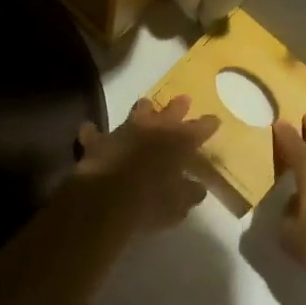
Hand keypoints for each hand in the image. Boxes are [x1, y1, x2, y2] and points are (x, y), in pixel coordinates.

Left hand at [75, 96, 218, 231]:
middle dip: (178, 106)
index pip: (199, 129)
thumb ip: (190, 193)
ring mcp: (124, 131)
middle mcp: (152, 129)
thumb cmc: (151, 202)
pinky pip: (94, 134)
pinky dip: (93, 133)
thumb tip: (197, 188)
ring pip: (136, 112)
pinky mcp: (99, 142)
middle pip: (169, 111)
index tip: (215, 120)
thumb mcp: (179, 204)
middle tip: (184, 100)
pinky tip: (90, 130)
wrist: (107, 198)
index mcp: (177, 142)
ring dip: (142, 110)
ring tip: (146, 105)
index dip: (208, 124)